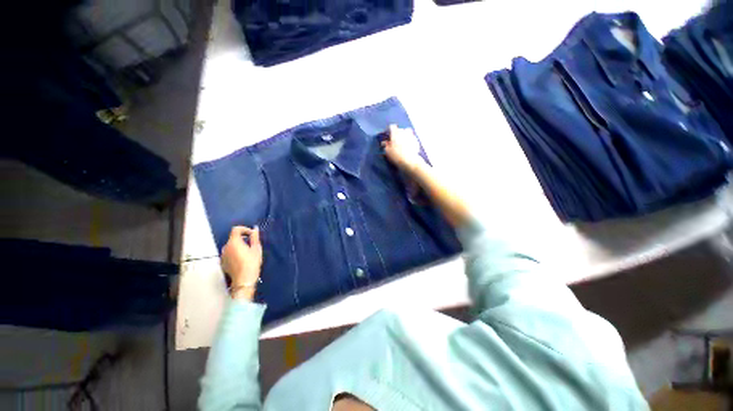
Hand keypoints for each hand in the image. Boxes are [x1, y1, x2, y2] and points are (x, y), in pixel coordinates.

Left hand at [221, 226, 262, 300]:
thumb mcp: (256, 248)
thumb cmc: (252, 262)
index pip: (236, 229)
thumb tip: (255, 229)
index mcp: (234, 242)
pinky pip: (229, 253)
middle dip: (242, 238)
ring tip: (248, 252)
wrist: (244, 280)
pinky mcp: (223, 262)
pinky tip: (242, 259)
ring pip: (231, 246)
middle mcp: (225, 247)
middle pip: (233, 238)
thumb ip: (255, 237)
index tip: (252, 234)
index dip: (245, 229)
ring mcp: (223, 255)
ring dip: (238, 246)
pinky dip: (235, 253)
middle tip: (252, 244)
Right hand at [382, 124, 426, 173]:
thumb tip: (384, 142)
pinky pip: (412, 138)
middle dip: (397, 133)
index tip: (388, 135)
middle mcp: (404, 132)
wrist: (409, 161)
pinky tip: (408, 147)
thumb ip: (385, 145)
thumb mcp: (387, 151)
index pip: (392, 127)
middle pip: (400, 129)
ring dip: (404, 135)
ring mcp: (411, 136)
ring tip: (402, 142)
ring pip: (407, 132)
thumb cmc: (396, 155)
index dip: (389, 130)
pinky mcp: (416, 141)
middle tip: (395, 140)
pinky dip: (410, 141)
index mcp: (395, 133)